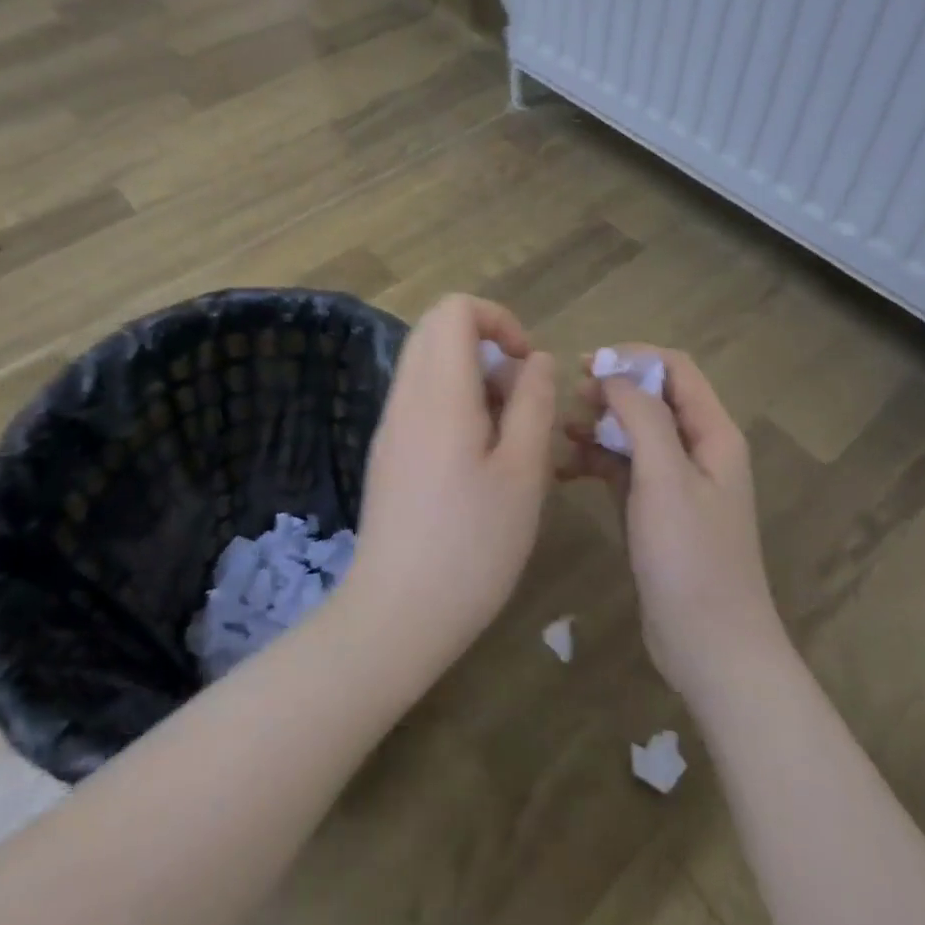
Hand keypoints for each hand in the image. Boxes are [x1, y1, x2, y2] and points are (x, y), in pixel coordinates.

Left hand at [348, 294, 557, 676]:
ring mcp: (391, 423)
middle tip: (518, 396)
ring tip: (504, 434)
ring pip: (429, 363)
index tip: (525, 363)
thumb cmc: (472, 546)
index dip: (498, 319)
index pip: (455, 310)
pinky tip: (476, 458)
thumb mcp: (523, 473)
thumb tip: (536, 359)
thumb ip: (533, 403)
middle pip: (437, 329)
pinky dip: (453, 401)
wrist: (395, 614)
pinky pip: (420, 397)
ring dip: (472, 376)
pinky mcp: (387, 450)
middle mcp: (407, 396)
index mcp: (440, 393)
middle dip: (486, 344)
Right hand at [566, 346, 781, 704]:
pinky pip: (624, 469)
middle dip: (611, 392)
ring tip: (561, 434)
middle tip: (569, 399)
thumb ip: (643, 417)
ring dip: (599, 427)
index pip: (675, 370)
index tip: (587, 366)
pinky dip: (597, 462)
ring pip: (634, 434)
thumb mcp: (666, 478)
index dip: (633, 359)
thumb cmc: (691, 557)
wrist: (711, 648)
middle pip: (652, 399)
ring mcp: (677, 483)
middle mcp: (698, 450)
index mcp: (713, 434)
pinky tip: (564, 471)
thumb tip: (614, 376)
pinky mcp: (656, 512)